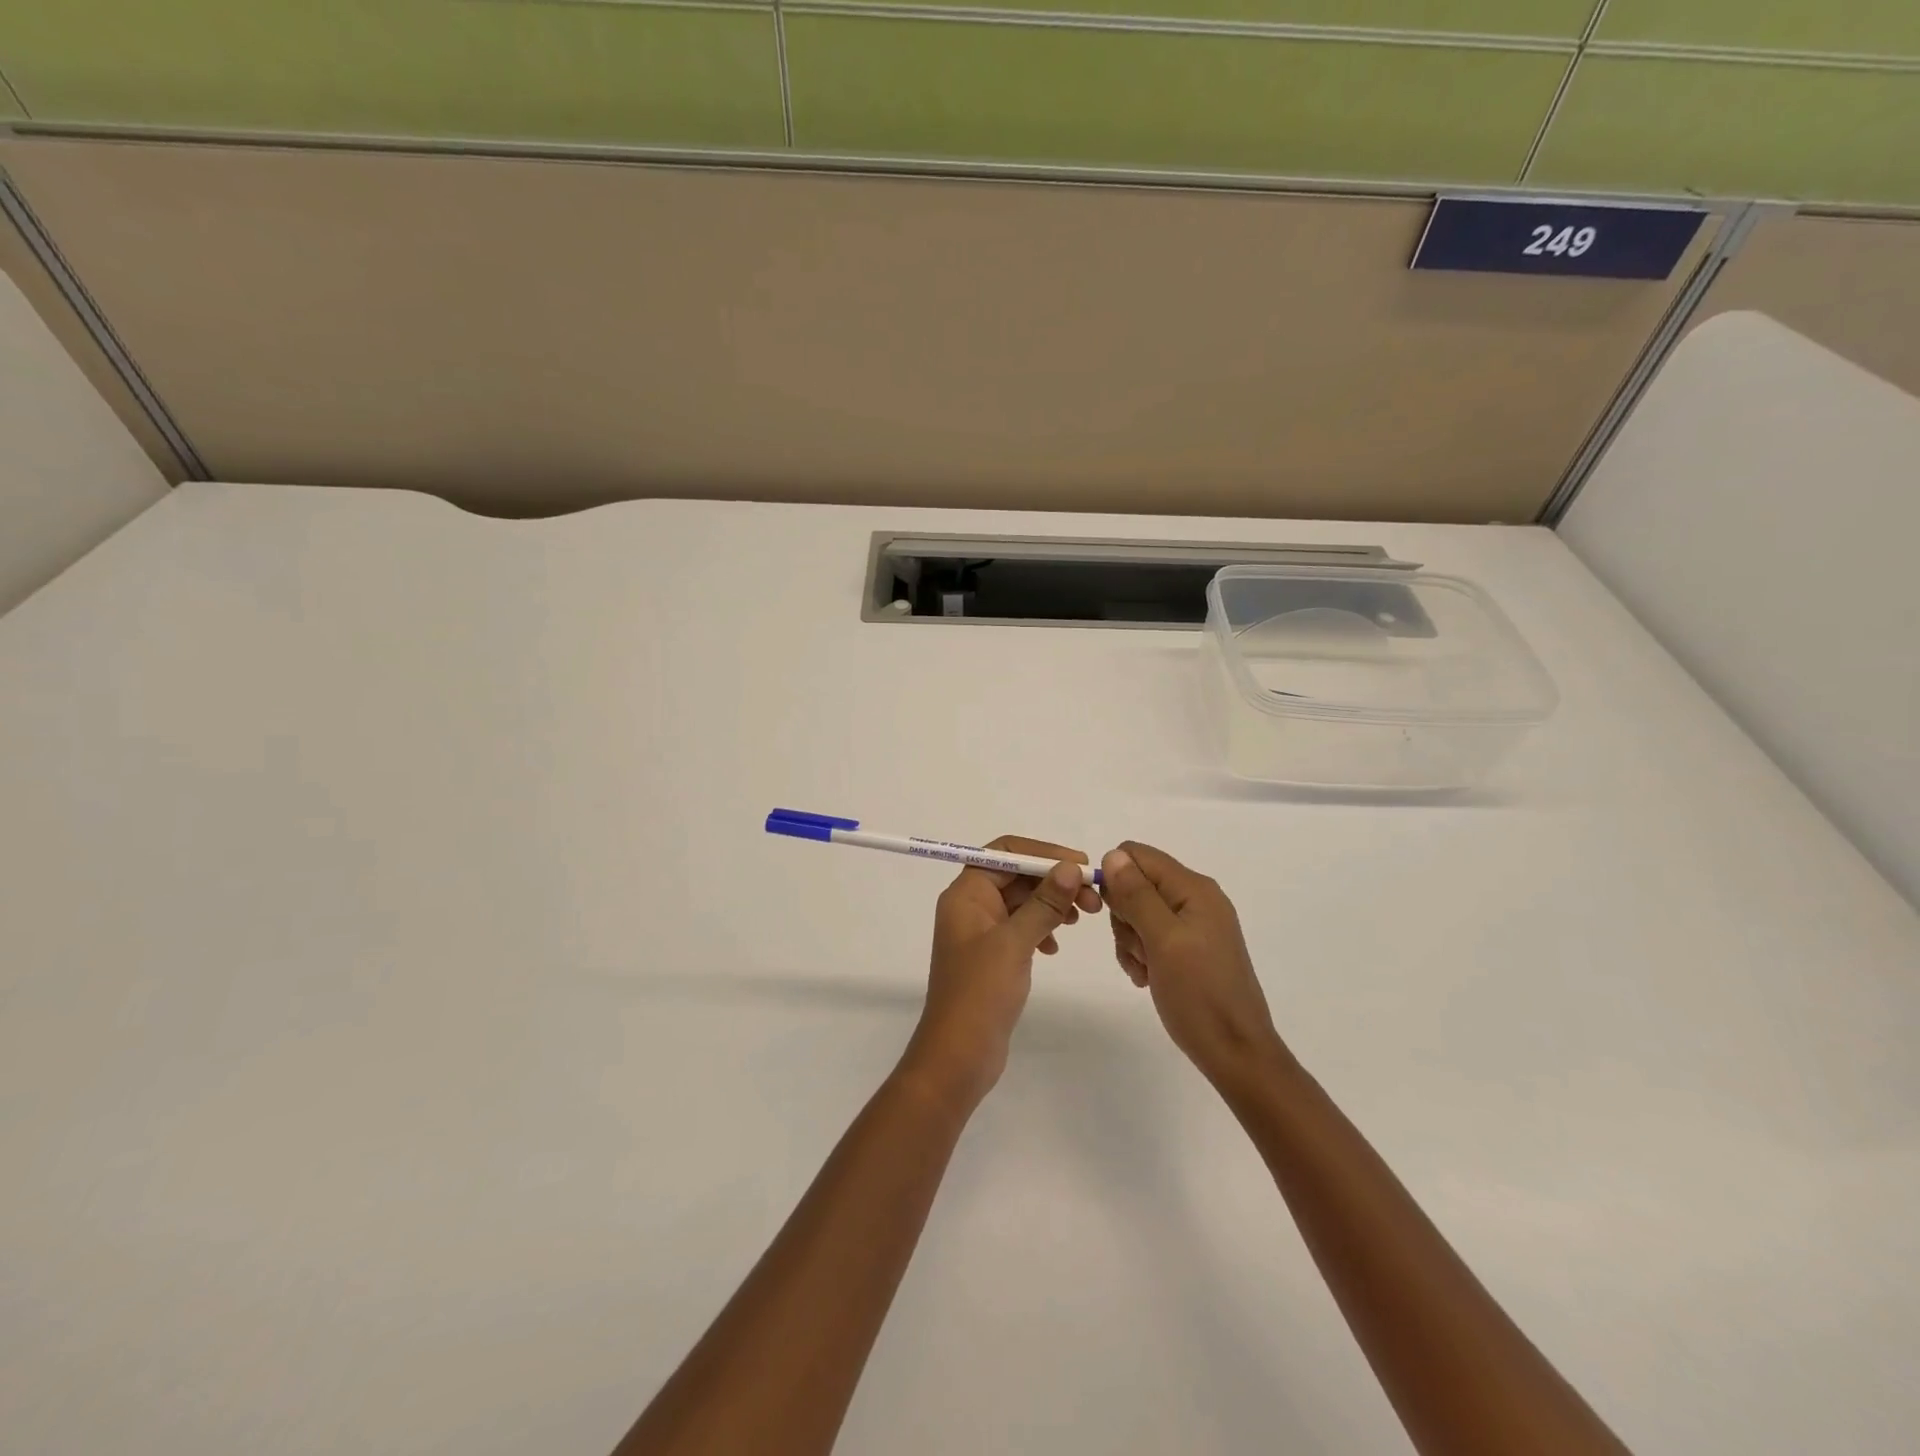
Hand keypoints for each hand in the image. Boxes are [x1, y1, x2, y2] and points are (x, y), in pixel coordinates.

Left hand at [901, 836, 1102, 1108]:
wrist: (958, 1055)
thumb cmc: (980, 993)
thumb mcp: (1015, 943)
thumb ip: (1043, 903)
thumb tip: (1070, 868)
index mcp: (966, 894)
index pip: (1004, 852)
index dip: (1043, 853)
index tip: (1080, 865)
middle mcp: (970, 905)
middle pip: (1016, 875)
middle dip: (1054, 880)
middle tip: (1093, 898)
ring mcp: (980, 931)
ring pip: (1022, 901)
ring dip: (1052, 903)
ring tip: (1082, 918)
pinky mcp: (992, 955)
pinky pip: (1020, 926)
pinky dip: (1041, 927)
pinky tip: (1055, 946)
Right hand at [1099, 842, 1286, 1084]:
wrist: (1235, 1053)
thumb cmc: (1200, 995)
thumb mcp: (1163, 940)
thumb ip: (1137, 895)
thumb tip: (1113, 854)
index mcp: (1194, 888)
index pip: (1137, 856)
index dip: (1116, 880)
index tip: (1115, 915)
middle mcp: (1195, 899)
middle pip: (1135, 885)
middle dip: (1124, 917)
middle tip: (1139, 949)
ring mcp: (1193, 925)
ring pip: (1137, 913)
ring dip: (1130, 941)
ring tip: (1145, 969)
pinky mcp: (1188, 949)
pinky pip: (1149, 937)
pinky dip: (1140, 955)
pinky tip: (1148, 978)